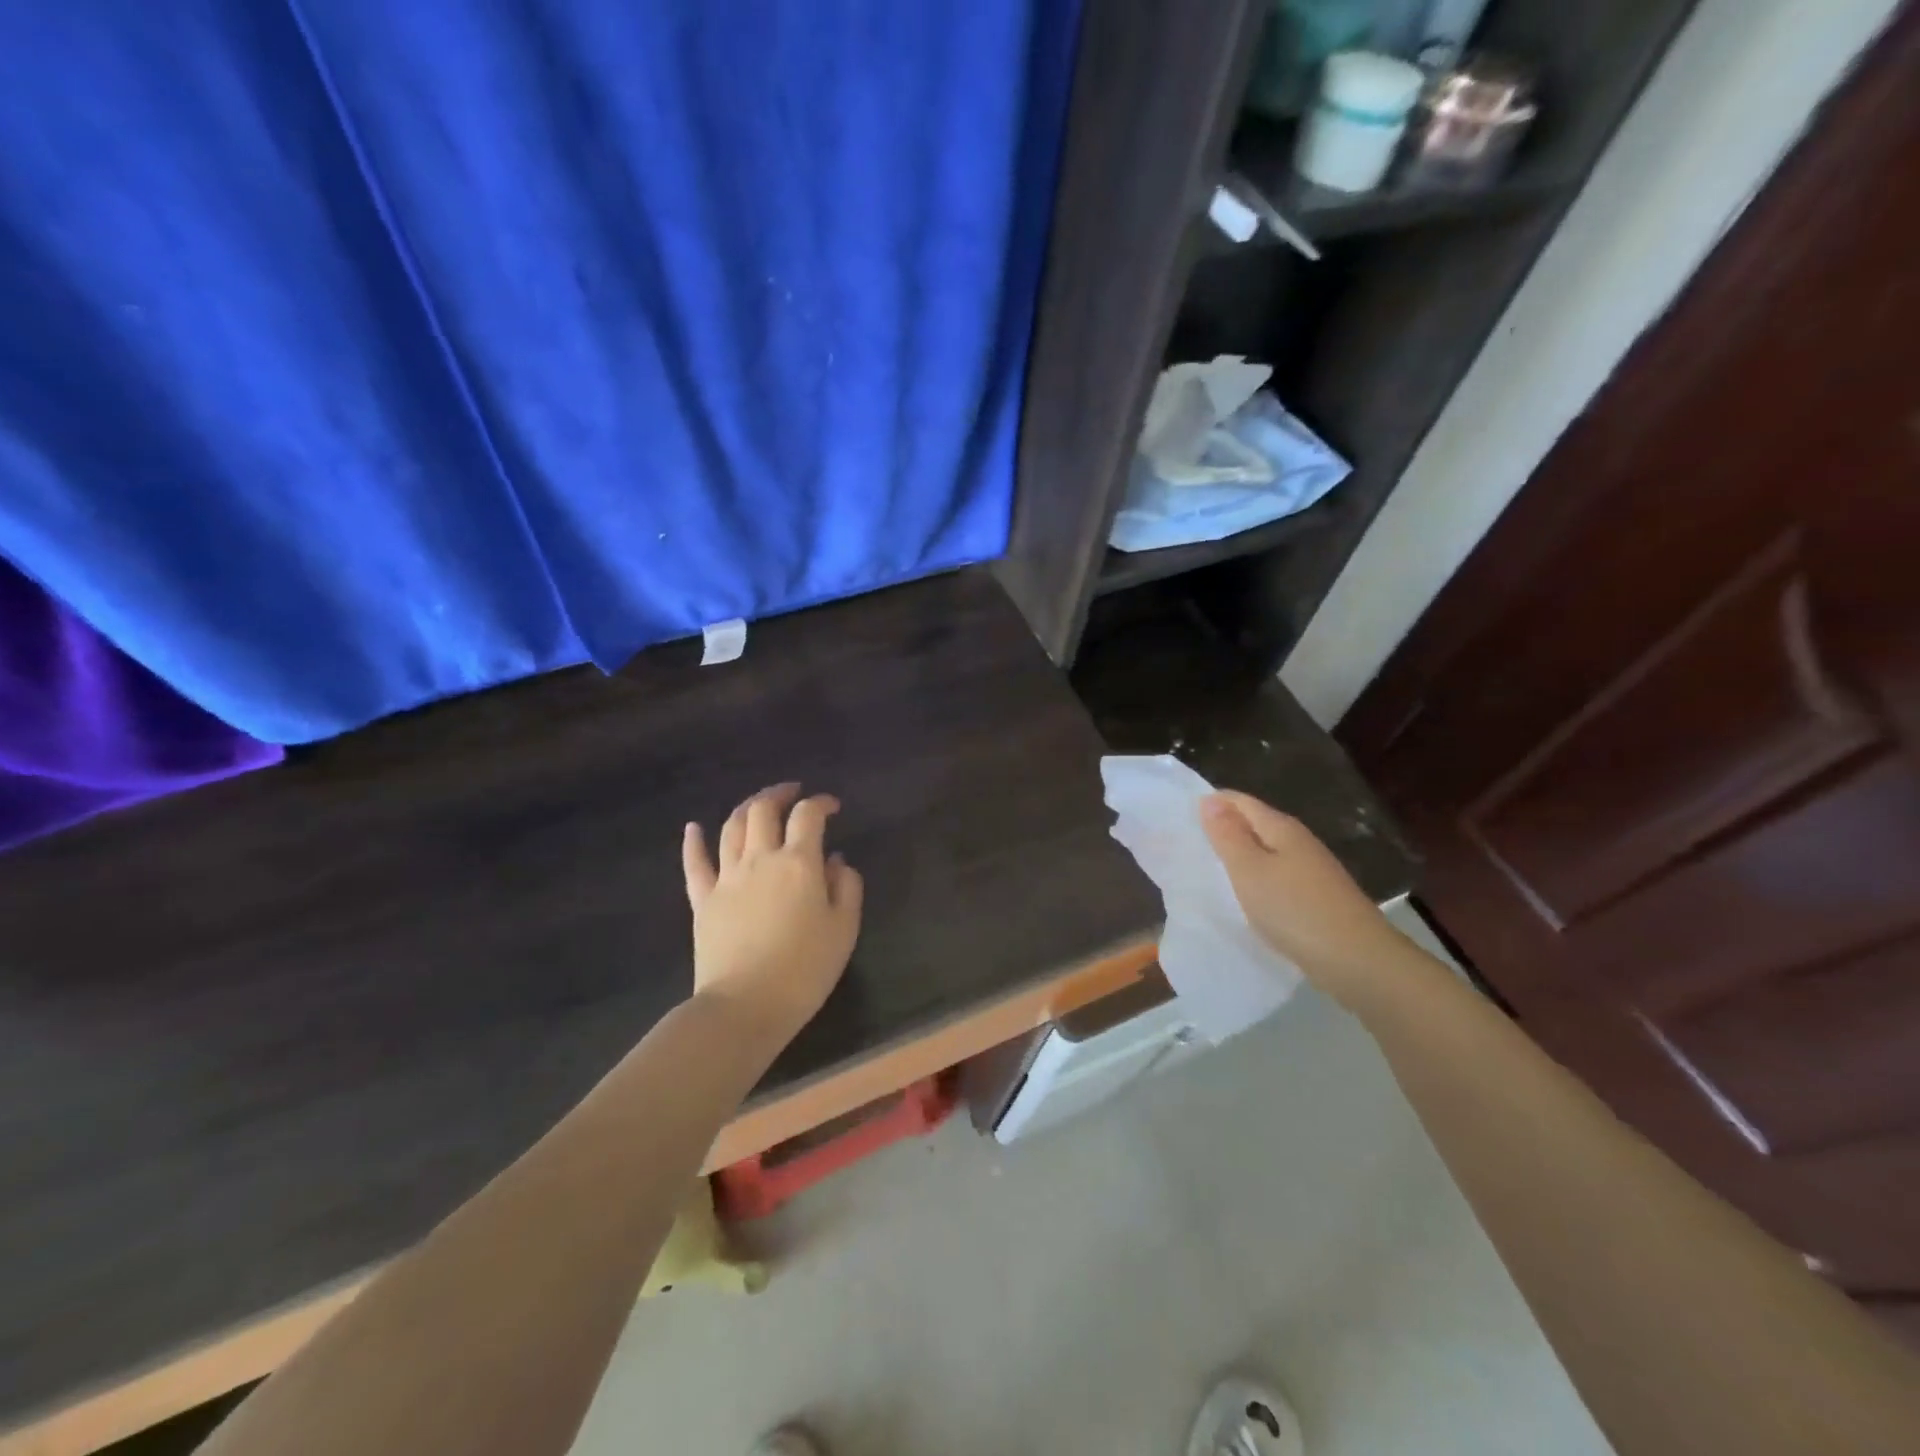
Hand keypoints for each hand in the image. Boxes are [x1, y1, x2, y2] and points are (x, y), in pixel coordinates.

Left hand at [682, 783, 863, 1050]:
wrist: (745, 1007)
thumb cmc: (804, 970)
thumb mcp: (844, 930)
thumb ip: (846, 888)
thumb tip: (836, 861)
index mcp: (799, 863)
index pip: (808, 816)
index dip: (821, 803)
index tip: (832, 807)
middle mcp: (760, 859)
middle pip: (764, 810)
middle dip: (780, 793)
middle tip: (793, 793)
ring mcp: (727, 877)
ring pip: (731, 827)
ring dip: (746, 807)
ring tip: (758, 803)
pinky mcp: (702, 899)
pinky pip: (695, 863)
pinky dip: (693, 841)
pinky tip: (694, 827)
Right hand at [1200, 790, 1434, 1014]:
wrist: (1359, 961)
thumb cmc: (1295, 910)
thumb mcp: (1249, 871)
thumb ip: (1227, 835)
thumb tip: (1209, 799)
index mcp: (1281, 828)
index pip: (1240, 801)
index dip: (1212, 804)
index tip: (1180, 818)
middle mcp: (1299, 842)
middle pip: (1255, 825)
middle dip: (1223, 830)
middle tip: (1187, 845)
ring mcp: (1312, 871)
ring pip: (1267, 852)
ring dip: (1240, 857)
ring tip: (1209, 872)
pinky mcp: (1317, 898)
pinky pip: (1277, 877)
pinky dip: (1256, 881)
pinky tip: (1245, 898)